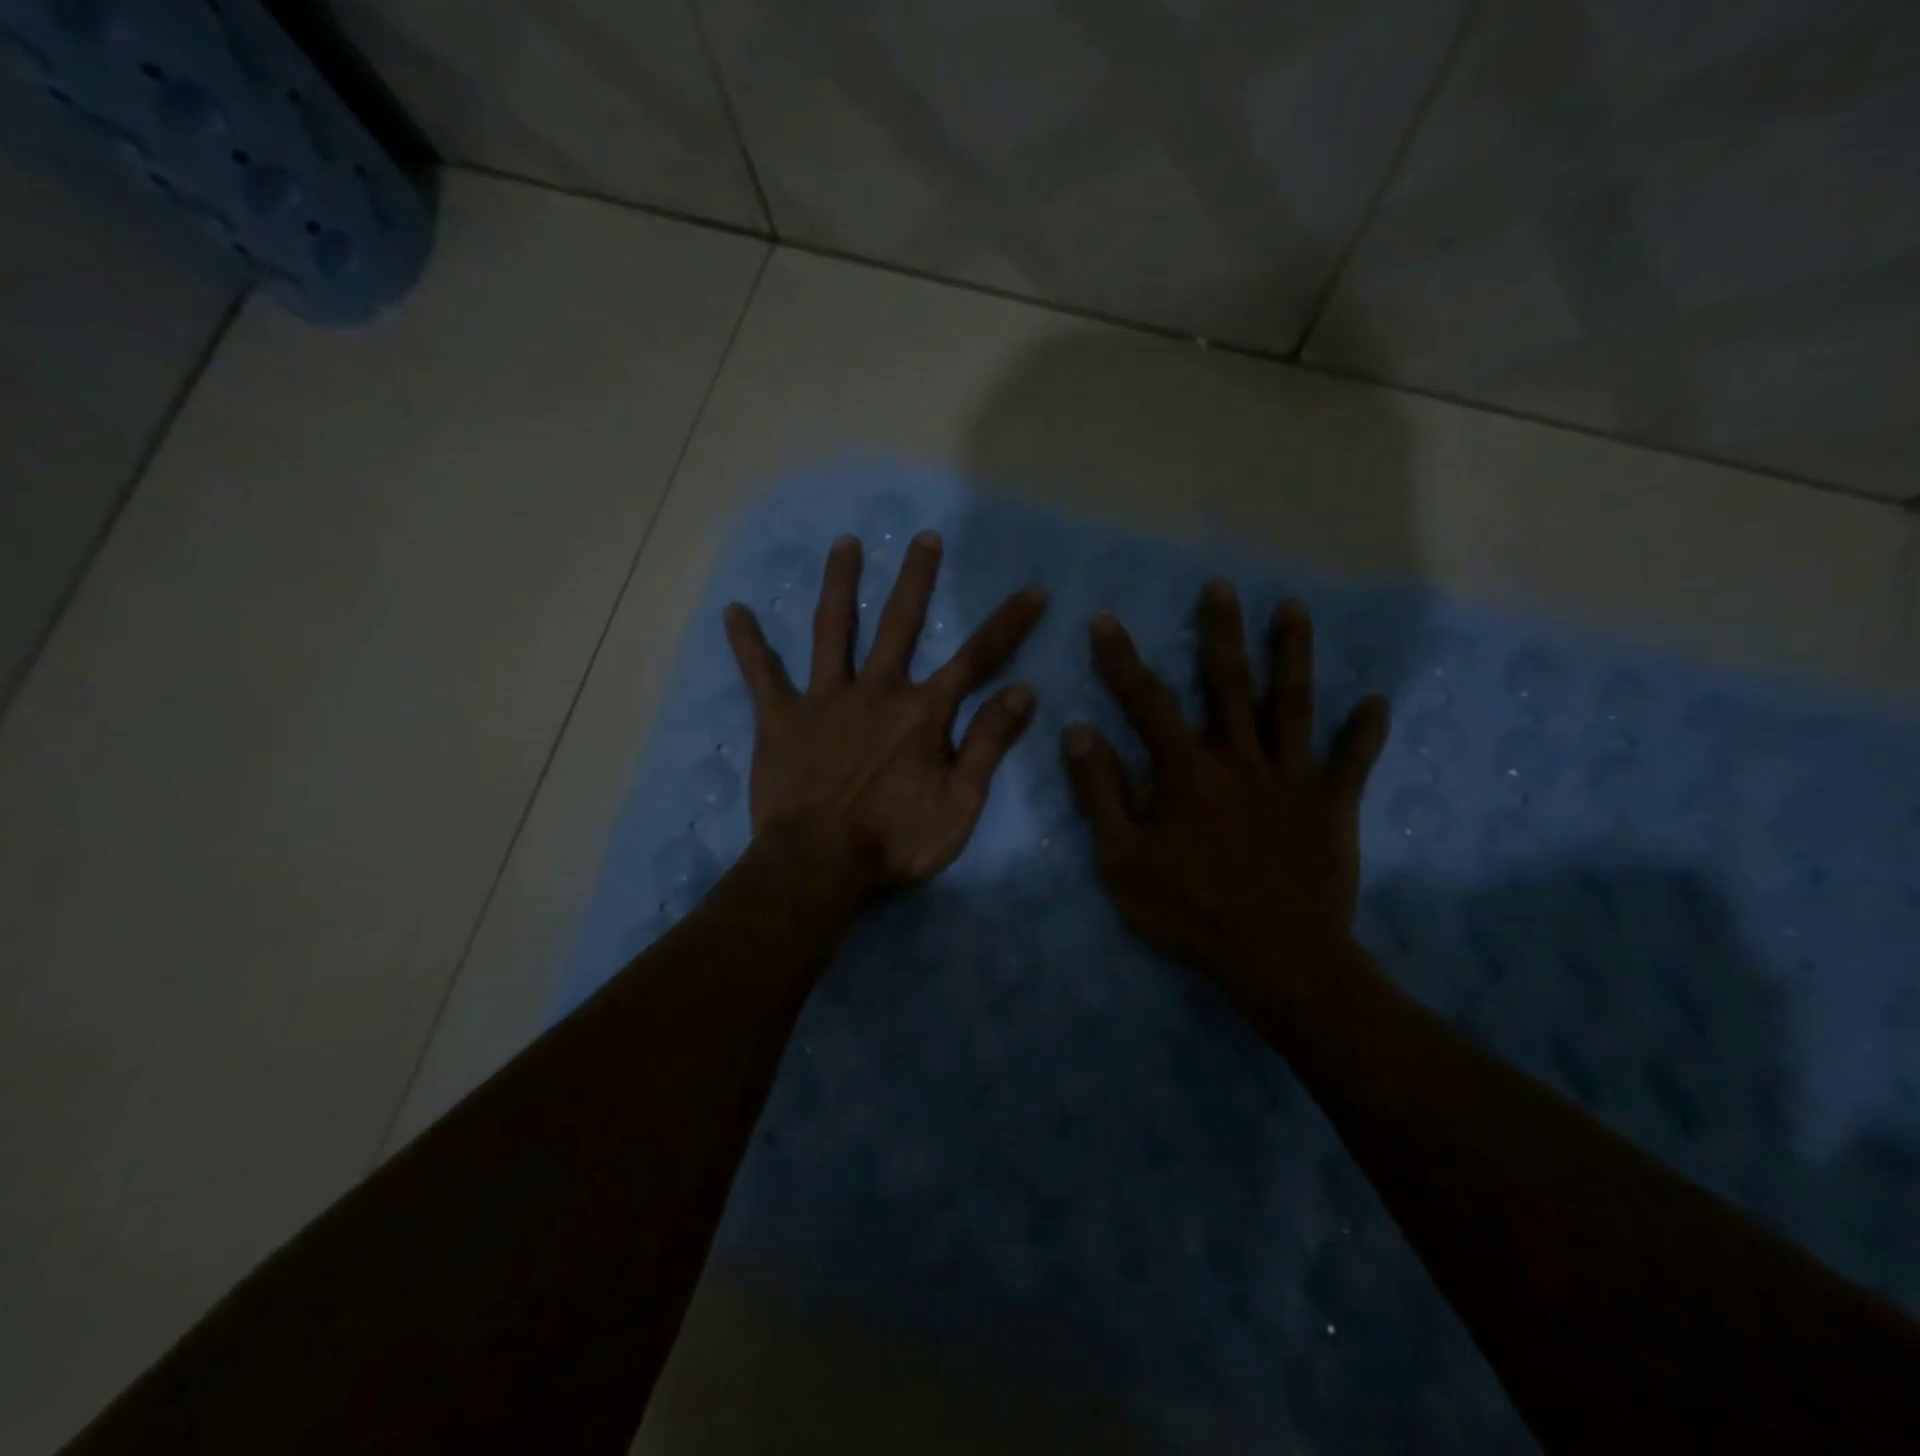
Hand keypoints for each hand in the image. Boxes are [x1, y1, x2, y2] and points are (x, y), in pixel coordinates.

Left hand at [725, 531, 1047, 897]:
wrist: (819, 865)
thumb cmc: (895, 840)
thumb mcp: (960, 802)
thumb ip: (990, 743)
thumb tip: (1025, 691)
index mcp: (922, 712)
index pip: (976, 658)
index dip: (1008, 624)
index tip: (1032, 591)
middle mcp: (876, 690)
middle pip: (900, 623)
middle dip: (917, 578)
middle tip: (924, 537)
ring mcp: (824, 700)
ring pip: (832, 630)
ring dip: (840, 584)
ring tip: (844, 544)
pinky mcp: (780, 719)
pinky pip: (761, 675)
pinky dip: (748, 644)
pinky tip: (734, 611)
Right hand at [1062, 582, 1389, 989]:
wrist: (1276, 957)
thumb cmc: (1189, 909)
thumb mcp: (1122, 859)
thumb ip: (1100, 792)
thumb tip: (1078, 730)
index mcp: (1186, 771)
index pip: (1147, 701)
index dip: (1122, 660)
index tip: (1105, 620)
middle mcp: (1240, 758)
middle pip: (1230, 683)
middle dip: (1221, 632)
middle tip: (1220, 587)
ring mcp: (1292, 778)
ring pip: (1294, 704)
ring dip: (1294, 655)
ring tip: (1294, 610)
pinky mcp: (1332, 804)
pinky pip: (1353, 761)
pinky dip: (1366, 732)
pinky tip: (1378, 702)